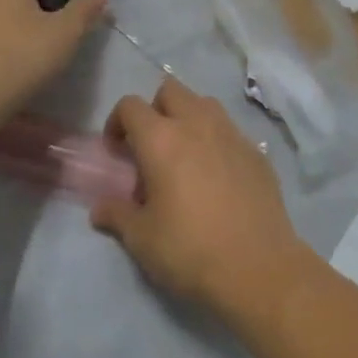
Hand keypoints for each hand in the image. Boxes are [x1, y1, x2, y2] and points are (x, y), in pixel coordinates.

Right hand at [90, 79, 310, 328]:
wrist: (258, 267)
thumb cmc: (190, 249)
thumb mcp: (141, 238)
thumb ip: (117, 214)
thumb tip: (99, 208)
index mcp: (162, 139)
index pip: (131, 105)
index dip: (117, 122)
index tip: (117, 151)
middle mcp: (198, 124)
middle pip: (171, 90)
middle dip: (155, 109)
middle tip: (151, 147)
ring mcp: (232, 134)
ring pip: (205, 104)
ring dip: (188, 118)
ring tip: (184, 156)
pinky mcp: (257, 151)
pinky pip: (230, 130)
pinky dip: (216, 140)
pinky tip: (217, 176)